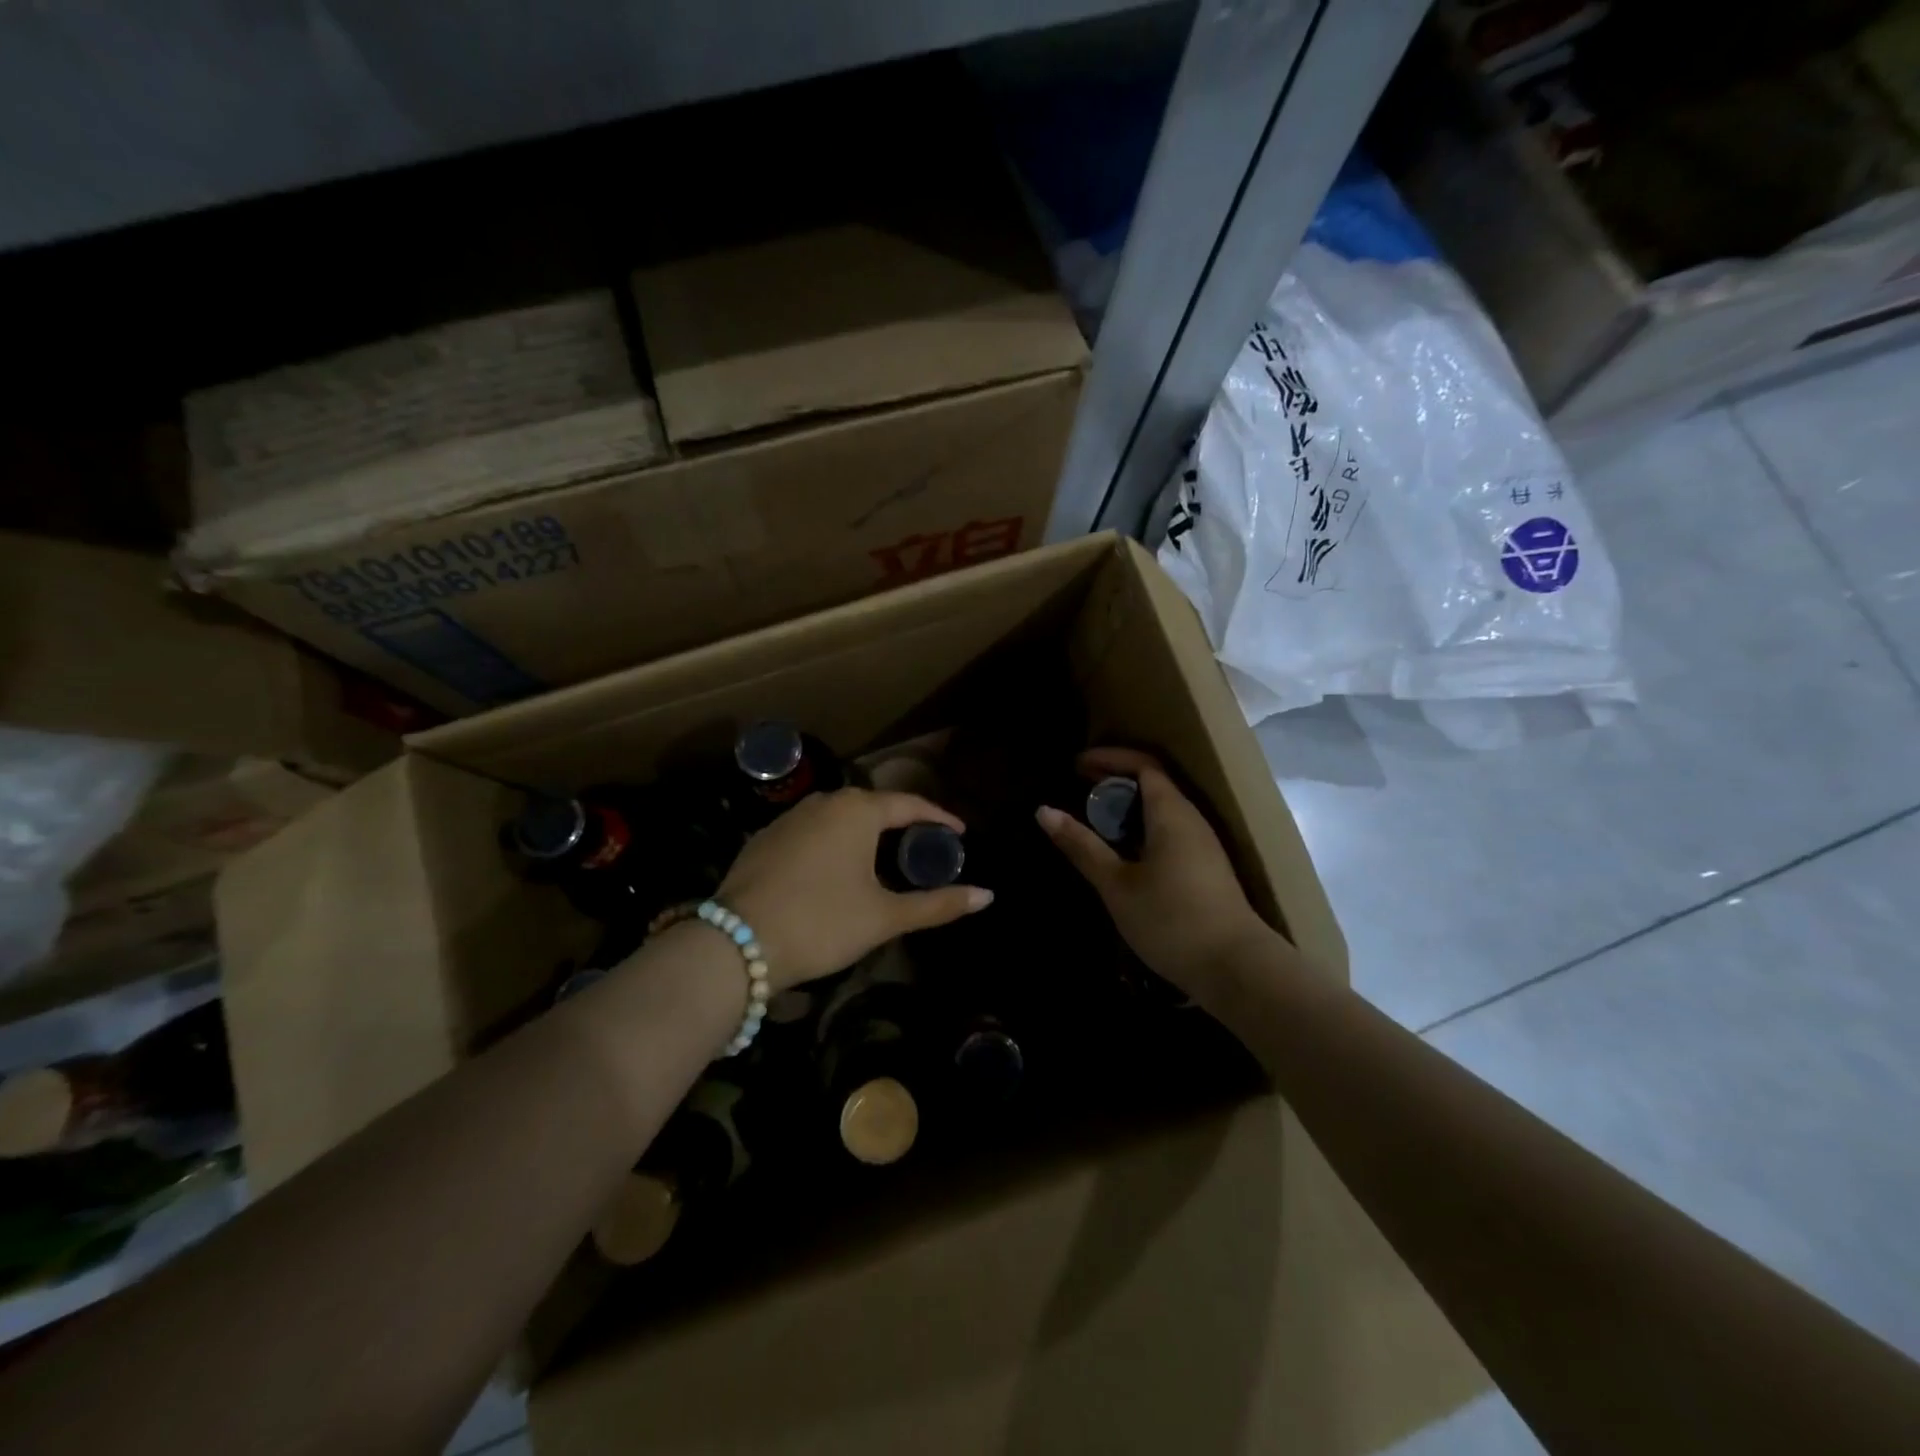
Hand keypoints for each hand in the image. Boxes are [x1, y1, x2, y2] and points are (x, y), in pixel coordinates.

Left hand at [719, 788, 992, 987]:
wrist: (735, 944)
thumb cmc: (822, 922)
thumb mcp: (885, 916)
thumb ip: (938, 904)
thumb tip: (988, 896)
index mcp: (856, 810)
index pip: (909, 804)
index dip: (938, 818)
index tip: (959, 834)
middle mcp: (822, 802)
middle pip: (873, 806)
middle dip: (901, 823)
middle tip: (923, 847)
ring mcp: (788, 818)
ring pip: (839, 817)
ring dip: (865, 833)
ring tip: (884, 858)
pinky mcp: (764, 840)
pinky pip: (812, 832)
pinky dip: (833, 844)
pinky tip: (835, 871)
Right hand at [1037, 748, 1270, 996]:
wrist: (1237, 969)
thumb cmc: (1171, 920)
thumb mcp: (1116, 885)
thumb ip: (1081, 846)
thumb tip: (1043, 811)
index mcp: (1172, 813)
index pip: (1143, 765)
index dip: (1109, 758)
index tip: (1076, 765)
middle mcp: (1192, 819)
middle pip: (1154, 782)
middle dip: (1116, 779)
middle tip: (1080, 787)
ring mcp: (1204, 845)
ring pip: (1163, 808)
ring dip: (1129, 805)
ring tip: (1096, 818)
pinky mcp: (1207, 868)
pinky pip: (1171, 830)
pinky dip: (1142, 827)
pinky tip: (1124, 852)